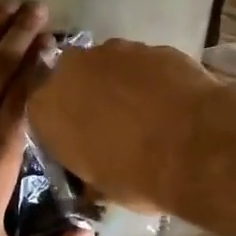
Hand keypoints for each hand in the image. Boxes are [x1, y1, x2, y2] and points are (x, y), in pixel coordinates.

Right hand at [27, 38, 221, 212]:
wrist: (194, 145)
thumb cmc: (136, 175)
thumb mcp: (101, 188)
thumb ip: (87, 172)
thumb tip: (93, 178)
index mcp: (46, 107)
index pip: (42, 111)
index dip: (62, 126)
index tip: (79, 141)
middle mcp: (72, 69)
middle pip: (73, 78)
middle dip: (88, 95)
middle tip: (110, 122)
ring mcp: (115, 51)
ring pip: (109, 65)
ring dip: (120, 83)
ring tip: (146, 111)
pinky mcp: (153, 46)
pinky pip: (145, 63)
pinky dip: (152, 78)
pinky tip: (170, 100)